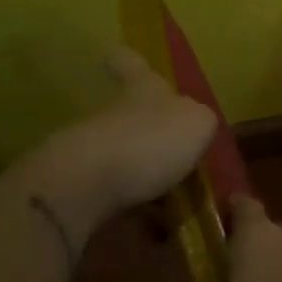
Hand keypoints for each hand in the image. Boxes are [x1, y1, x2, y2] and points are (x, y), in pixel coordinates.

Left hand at [18, 47, 216, 253]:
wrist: (85, 185)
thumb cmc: (149, 141)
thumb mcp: (198, 124)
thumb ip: (200, 123)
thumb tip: (193, 129)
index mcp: (143, 90)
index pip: (132, 64)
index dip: (128, 60)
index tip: (116, 52)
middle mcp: (115, 113)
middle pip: (129, 114)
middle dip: (149, 131)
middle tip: (178, 156)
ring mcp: (93, 149)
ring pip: (124, 156)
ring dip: (145, 176)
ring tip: (175, 204)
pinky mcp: (80, 187)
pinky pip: (116, 195)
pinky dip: (135, 209)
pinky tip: (154, 229)